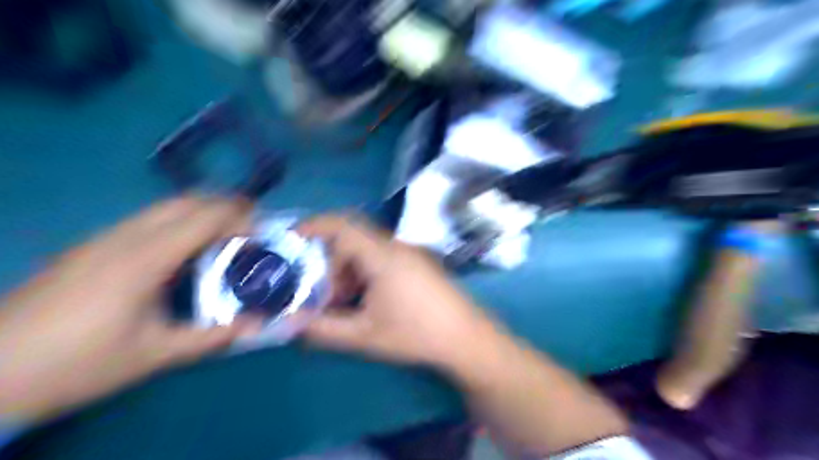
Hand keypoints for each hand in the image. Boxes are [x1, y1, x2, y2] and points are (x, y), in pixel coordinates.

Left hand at [1, 196, 258, 422]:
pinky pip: (148, 220)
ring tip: (228, 234)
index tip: (266, 230)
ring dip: (202, 212)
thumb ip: (212, 337)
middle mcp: (125, 237)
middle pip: (185, 201)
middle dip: (225, 205)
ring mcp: (104, 238)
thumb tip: (257, 327)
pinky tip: (186, 250)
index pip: (204, 218)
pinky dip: (180, 222)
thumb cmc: (79, 362)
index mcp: (144, 259)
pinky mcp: (92, 247)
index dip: (240, 217)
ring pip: (164, 207)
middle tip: (253, 225)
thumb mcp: (155, 354)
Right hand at [298, 215, 495, 365]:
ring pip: (367, 250)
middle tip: (320, 292)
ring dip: (348, 270)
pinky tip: (365, 300)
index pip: (343, 225)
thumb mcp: (365, 335)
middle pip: (352, 239)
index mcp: (383, 256)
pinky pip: (382, 258)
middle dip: (329, 262)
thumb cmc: (416, 334)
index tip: (292, 238)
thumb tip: (291, 324)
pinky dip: (365, 272)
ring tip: (343, 302)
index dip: (314, 226)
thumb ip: (323, 329)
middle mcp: (396, 246)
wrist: (467, 338)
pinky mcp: (418, 263)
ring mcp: (410, 253)